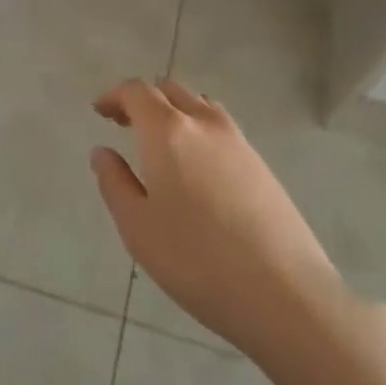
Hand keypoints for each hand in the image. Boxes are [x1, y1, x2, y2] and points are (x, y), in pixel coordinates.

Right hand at [91, 78, 346, 360]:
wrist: (285, 293)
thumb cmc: (197, 260)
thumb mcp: (138, 227)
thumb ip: (115, 183)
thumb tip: (102, 152)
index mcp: (167, 130)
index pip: (137, 91)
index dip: (114, 96)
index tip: (100, 111)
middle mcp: (204, 123)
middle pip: (170, 90)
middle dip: (144, 101)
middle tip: (125, 125)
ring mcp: (238, 141)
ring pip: (200, 106)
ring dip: (175, 112)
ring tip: (161, 144)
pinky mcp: (261, 164)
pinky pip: (221, 129)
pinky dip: (199, 131)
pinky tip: (196, 169)